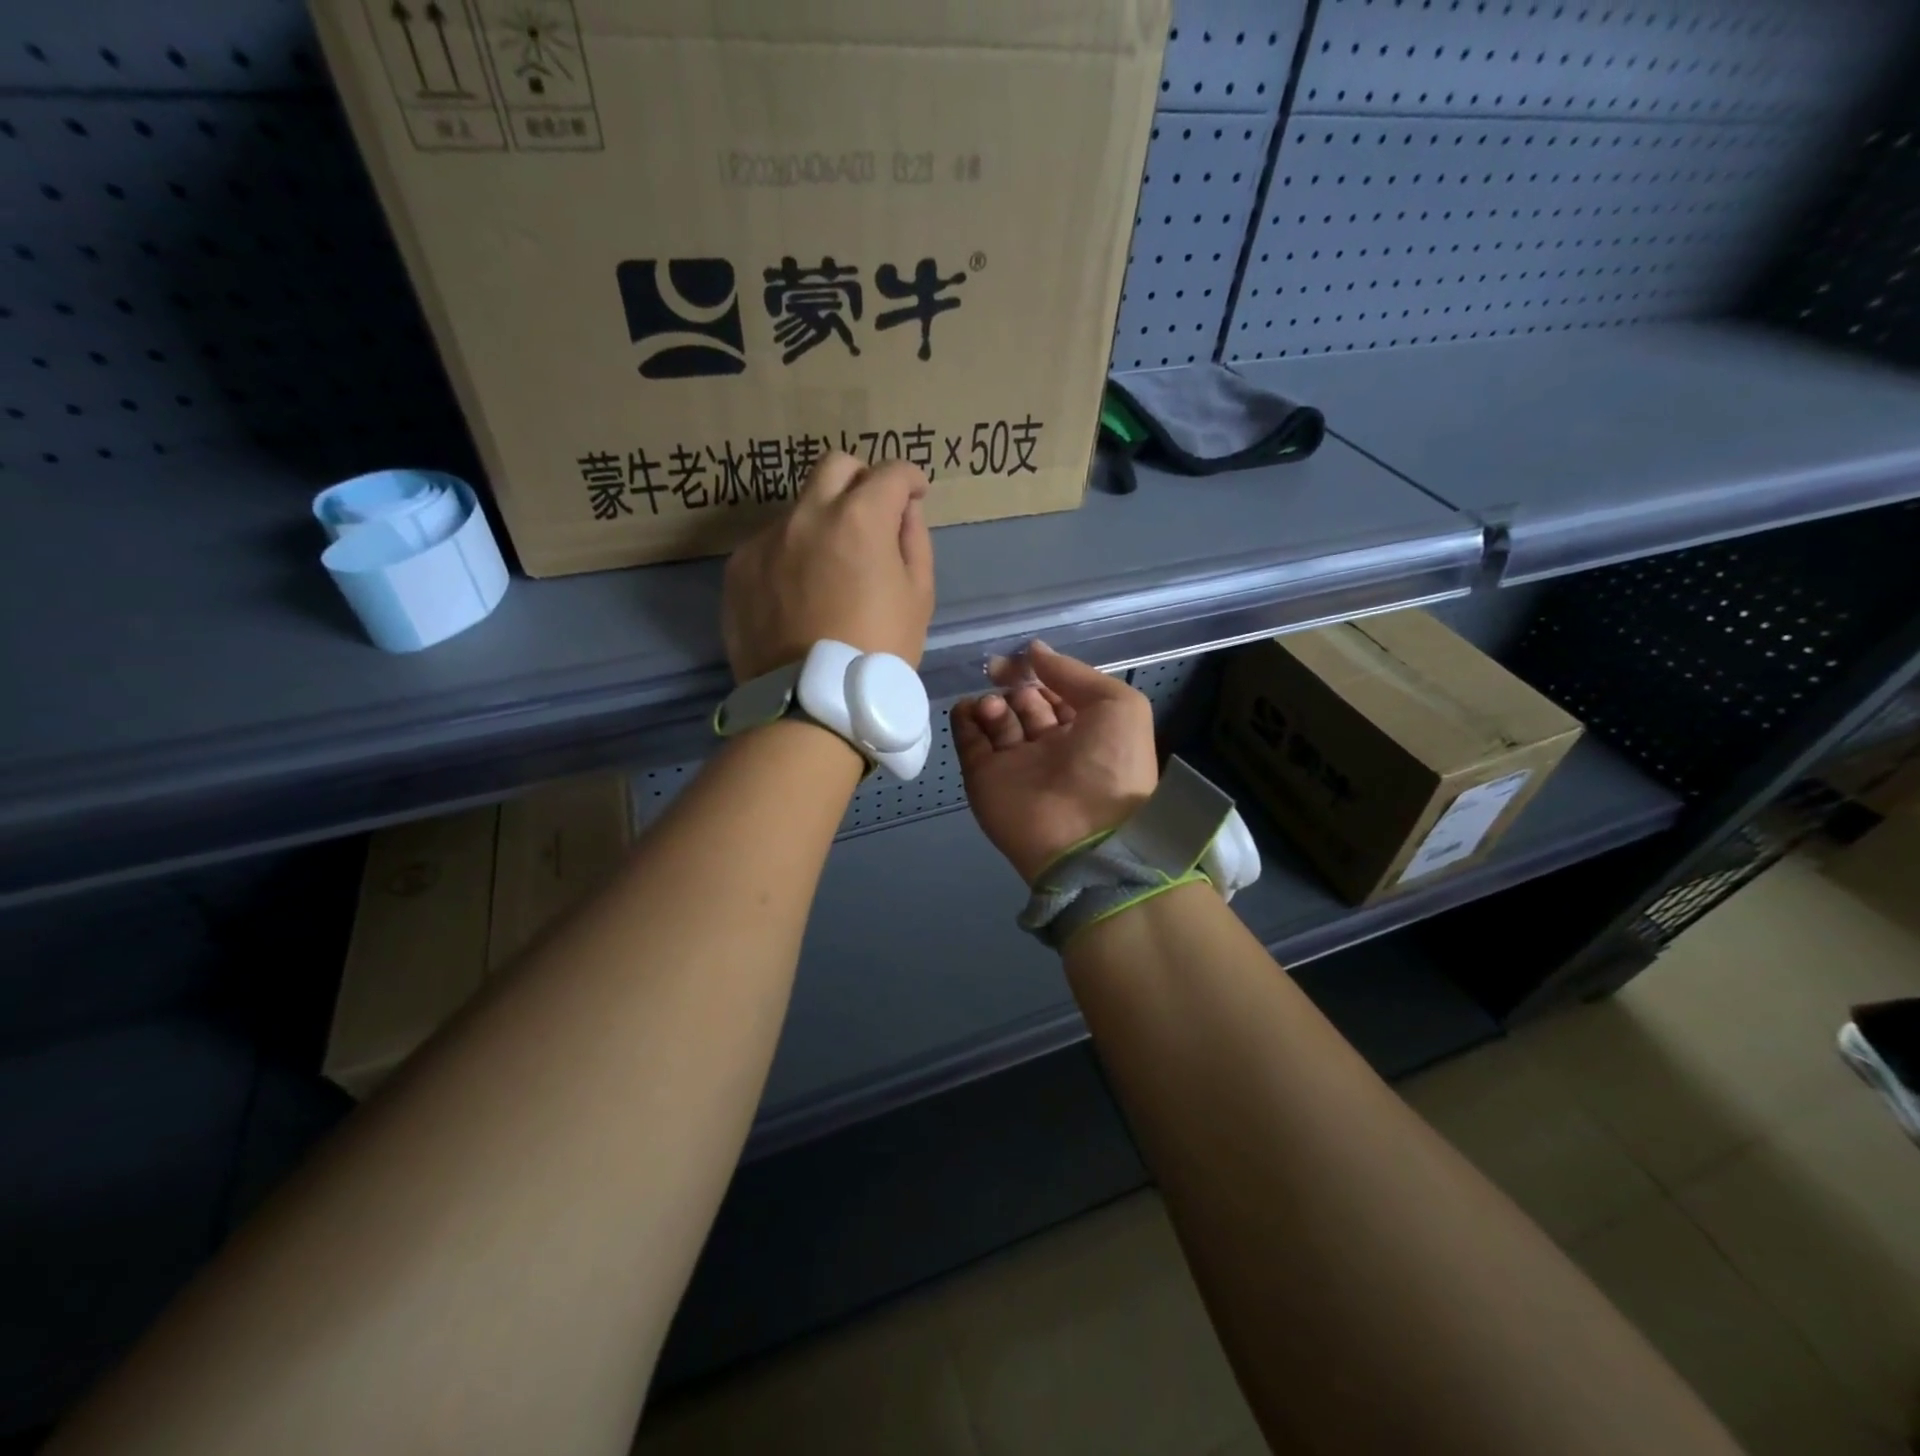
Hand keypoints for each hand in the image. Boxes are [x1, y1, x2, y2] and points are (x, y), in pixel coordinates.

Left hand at [723, 452, 934, 682]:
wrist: (812, 702)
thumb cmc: (880, 651)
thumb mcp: (918, 598)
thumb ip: (914, 541)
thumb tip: (903, 510)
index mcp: (860, 518)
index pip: (890, 473)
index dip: (909, 478)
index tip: (914, 493)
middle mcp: (807, 514)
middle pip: (835, 466)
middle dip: (861, 479)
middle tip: (873, 513)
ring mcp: (767, 539)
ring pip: (799, 507)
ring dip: (822, 521)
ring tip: (832, 567)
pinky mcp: (739, 568)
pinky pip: (771, 544)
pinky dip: (791, 555)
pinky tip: (800, 593)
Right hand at [952, 642, 1159, 884]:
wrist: (1085, 835)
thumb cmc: (1111, 765)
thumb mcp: (1117, 705)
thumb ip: (1073, 673)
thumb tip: (1034, 650)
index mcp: (1086, 731)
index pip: (1056, 693)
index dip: (1041, 674)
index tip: (1022, 658)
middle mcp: (1050, 747)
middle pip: (1024, 704)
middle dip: (1013, 685)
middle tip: (999, 673)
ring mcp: (1016, 764)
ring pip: (996, 721)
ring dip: (992, 704)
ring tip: (995, 707)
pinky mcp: (985, 779)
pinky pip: (970, 744)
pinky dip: (964, 722)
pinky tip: (967, 708)